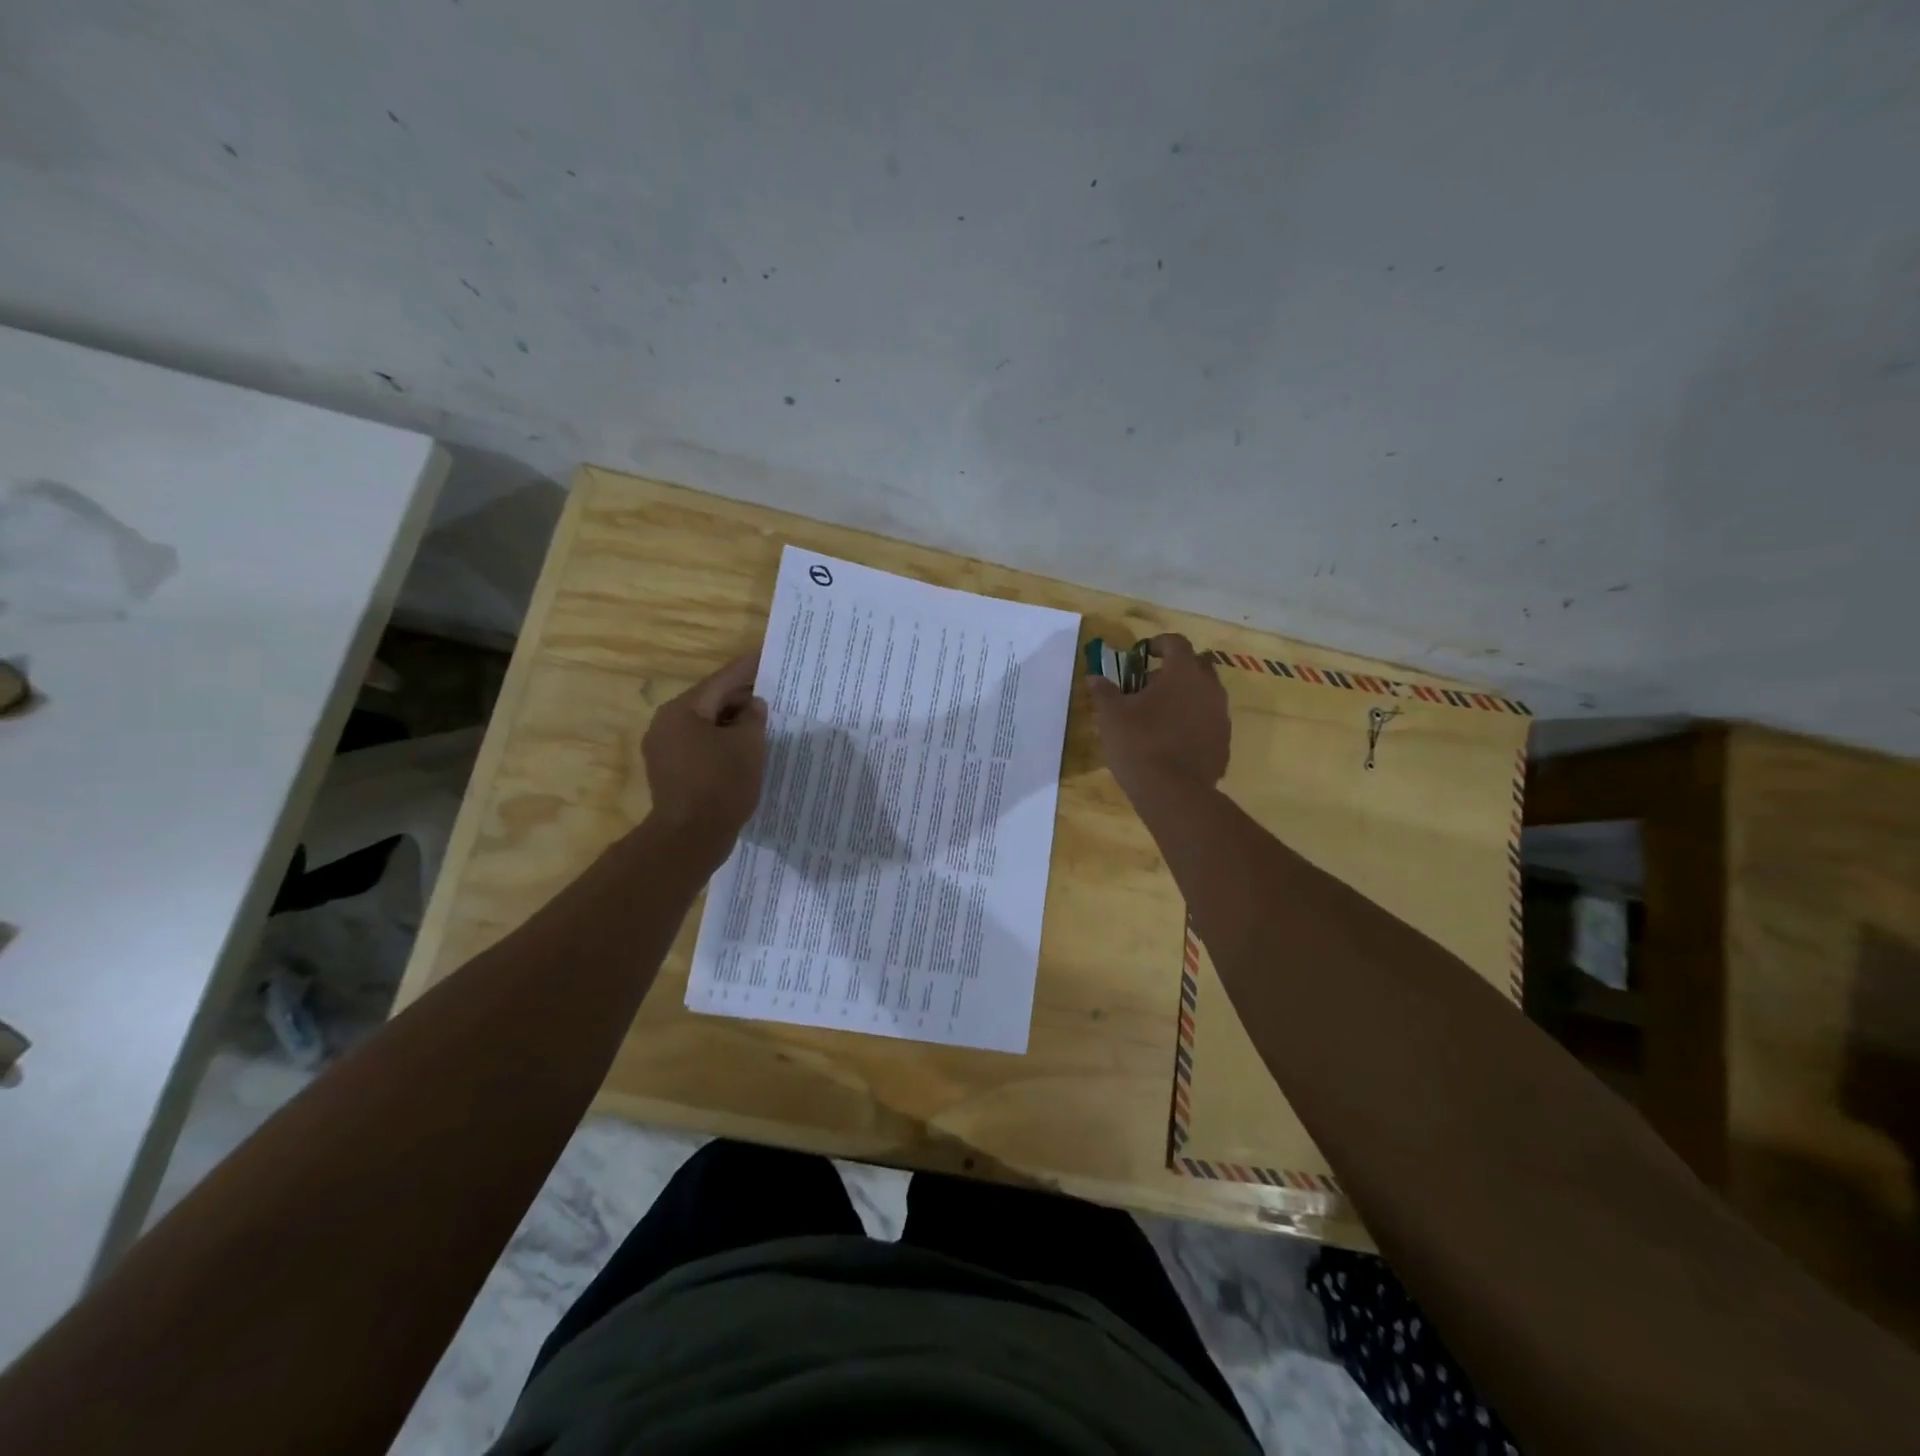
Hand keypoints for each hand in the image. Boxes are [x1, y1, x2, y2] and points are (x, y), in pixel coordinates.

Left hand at [642, 652, 767, 852]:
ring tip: (763, 721)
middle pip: (710, 701)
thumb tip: (753, 706)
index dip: (748, 669)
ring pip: (705, 725)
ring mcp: (664, 750)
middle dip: (741, 698)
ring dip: (732, 722)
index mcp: (682, 710)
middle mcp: (666, 724)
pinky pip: (700, 746)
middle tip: (773, 692)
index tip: (766, 656)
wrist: (690, 838)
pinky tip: (744, 749)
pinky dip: (722, 742)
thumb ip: (753, 718)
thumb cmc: (721, 785)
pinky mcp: (670, 772)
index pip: (721, 681)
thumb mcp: (748, 746)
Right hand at [1085, 634, 1229, 797]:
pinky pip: (1208, 721)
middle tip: (1150, 683)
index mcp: (1183, 673)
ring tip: (1160, 713)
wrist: (1173, 792)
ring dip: (1186, 696)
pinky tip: (1173, 739)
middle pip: (1197, 665)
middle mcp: (1209, 688)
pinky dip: (1193, 722)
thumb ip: (1104, 692)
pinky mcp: (1224, 742)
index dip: (1159, 643)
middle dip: (1176, 669)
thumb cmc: (1139, 744)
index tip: (1143, 653)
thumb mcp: (1111, 716)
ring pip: (1205, 694)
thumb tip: (1094, 677)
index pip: (1176, 643)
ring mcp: (1220, 716)